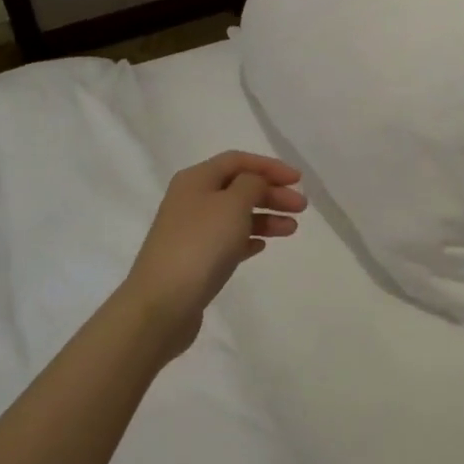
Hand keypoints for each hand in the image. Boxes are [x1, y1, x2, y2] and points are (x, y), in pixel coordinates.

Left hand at [119, 151, 306, 355]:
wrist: (162, 304)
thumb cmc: (201, 245)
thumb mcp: (233, 204)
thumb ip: (251, 185)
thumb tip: (254, 183)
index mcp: (195, 179)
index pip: (237, 160)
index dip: (269, 166)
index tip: (298, 180)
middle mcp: (191, 200)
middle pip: (238, 187)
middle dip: (271, 193)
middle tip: (301, 207)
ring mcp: (191, 231)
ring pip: (235, 215)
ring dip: (265, 217)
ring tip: (291, 229)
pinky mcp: (194, 260)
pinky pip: (227, 241)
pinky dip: (248, 238)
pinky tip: (263, 245)